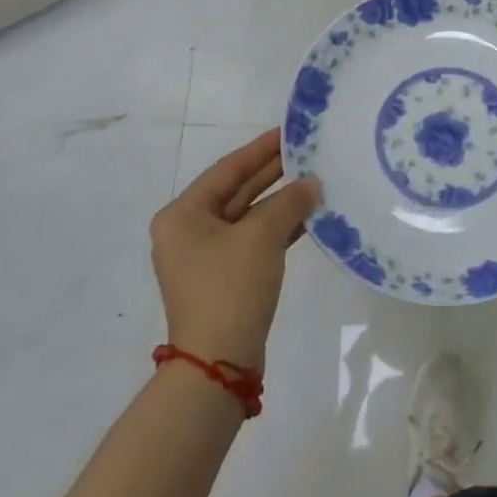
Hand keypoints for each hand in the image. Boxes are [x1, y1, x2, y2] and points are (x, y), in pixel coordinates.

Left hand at [151, 129, 318, 371]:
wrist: (217, 364)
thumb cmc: (230, 288)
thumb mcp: (261, 237)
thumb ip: (288, 203)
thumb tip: (311, 184)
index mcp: (183, 215)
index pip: (227, 170)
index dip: (259, 150)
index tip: (288, 132)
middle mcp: (188, 231)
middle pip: (236, 191)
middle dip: (272, 174)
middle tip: (306, 153)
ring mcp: (205, 257)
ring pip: (247, 217)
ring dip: (279, 202)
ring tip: (314, 181)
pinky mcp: (224, 278)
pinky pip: (252, 240)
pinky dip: (278, 228)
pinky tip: (308, 217)